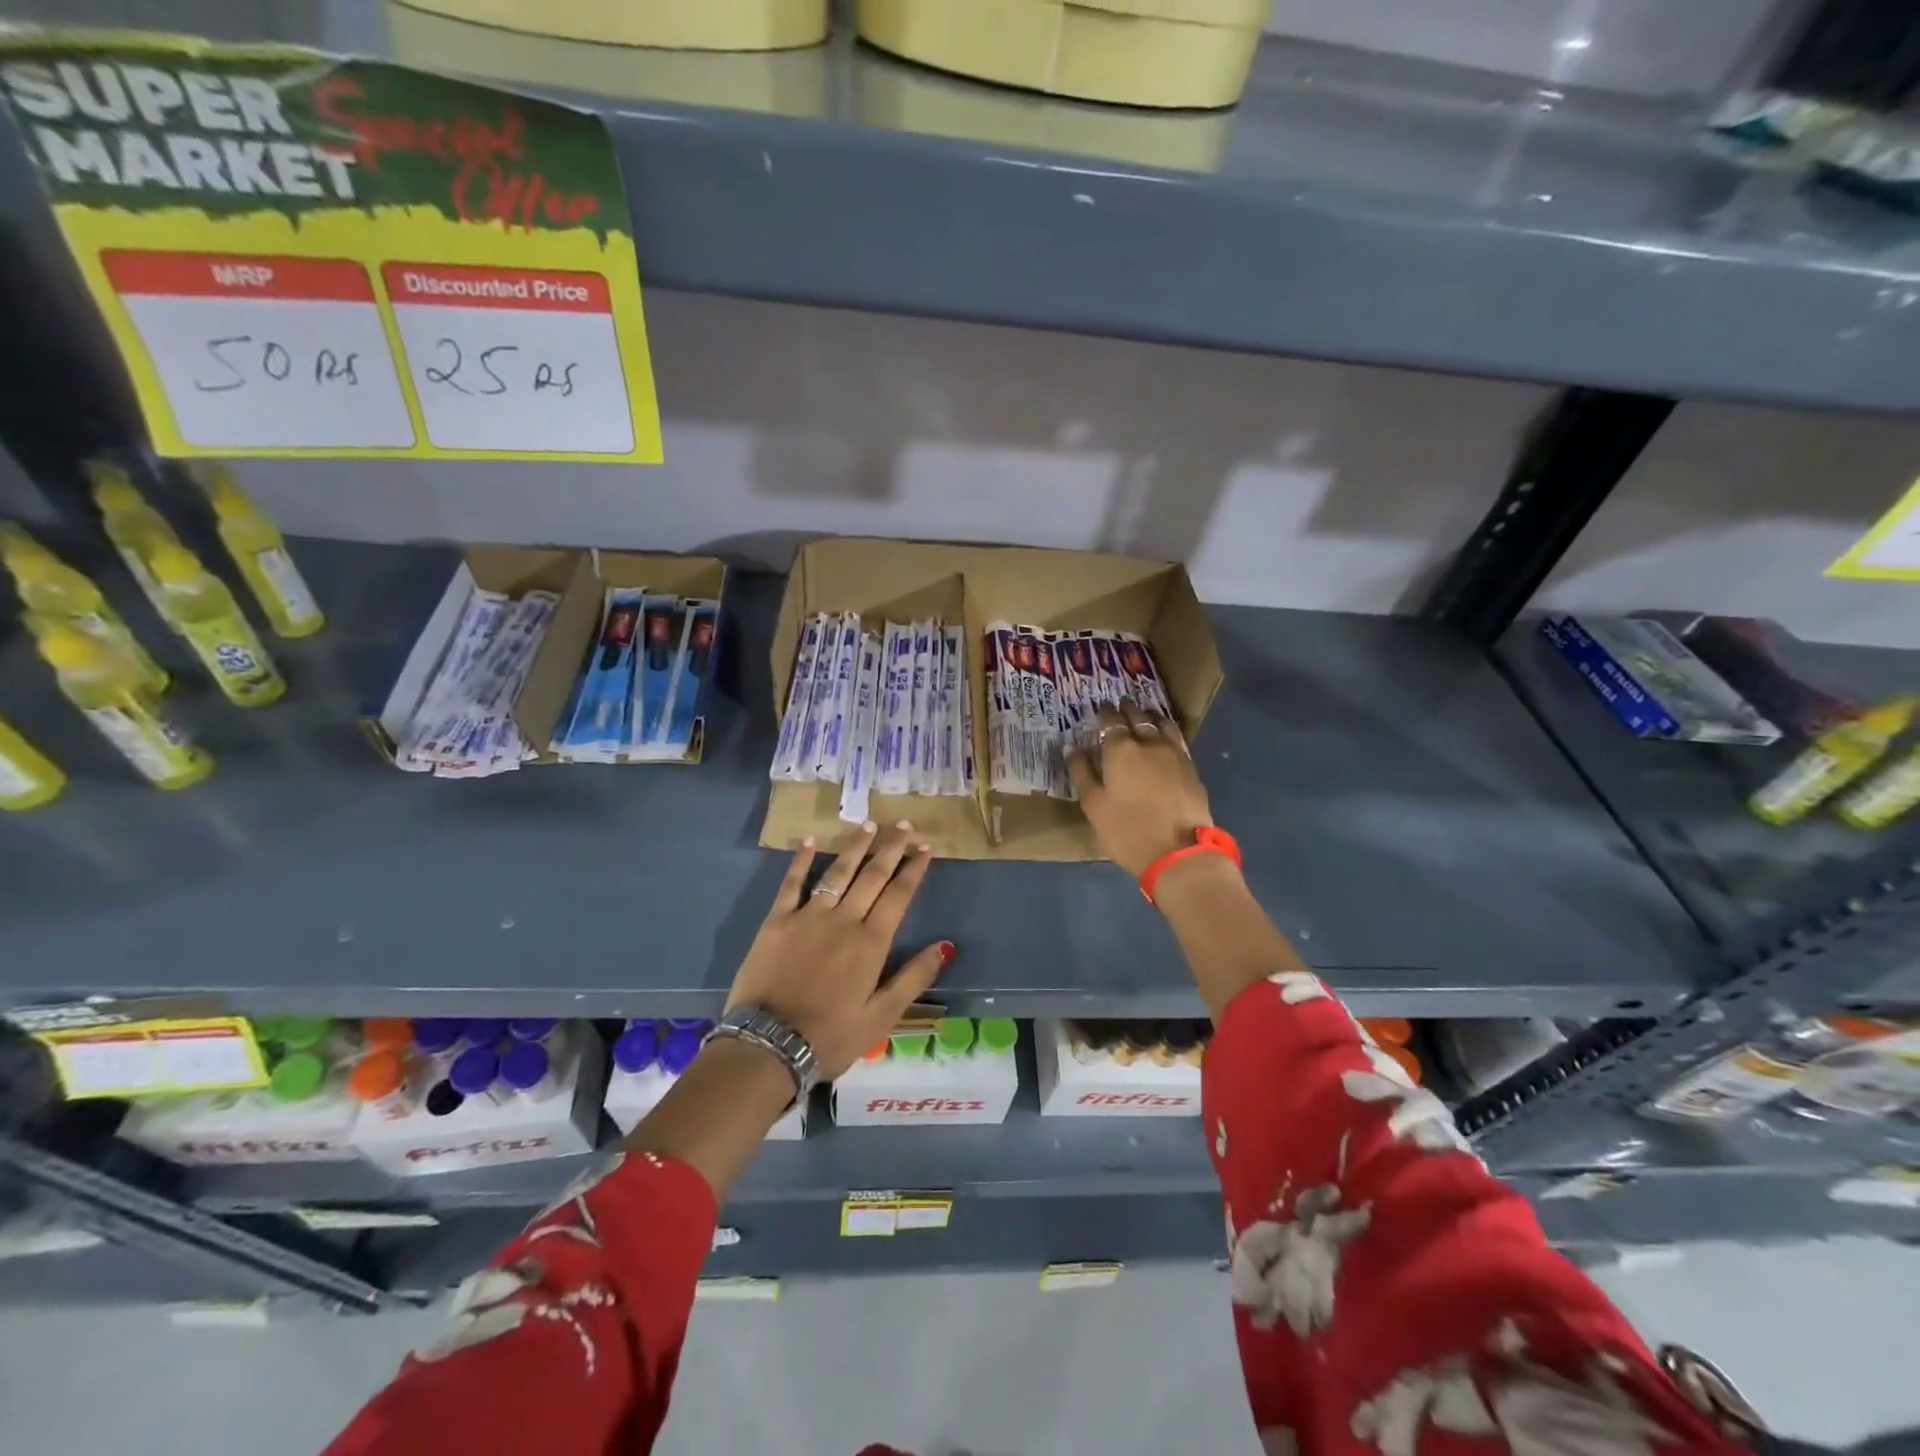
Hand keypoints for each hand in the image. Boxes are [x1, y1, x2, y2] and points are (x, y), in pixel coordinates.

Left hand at [725, 820, 953, 1078]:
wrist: (769, 1045)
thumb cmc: (831, 1036)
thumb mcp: (882, 1016)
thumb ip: (914, 977)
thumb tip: (945, 945)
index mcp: (871, 942)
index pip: (898, 895)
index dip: (914, 868)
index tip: (926, 846)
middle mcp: (844, 920)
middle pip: (872, 876)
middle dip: (891, 848)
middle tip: (904, 824)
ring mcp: (808, 916)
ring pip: (838, 872)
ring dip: (855, 846)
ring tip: (869, 824)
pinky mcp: (777, 921)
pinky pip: (792, 883)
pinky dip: (801, 860)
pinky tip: (809, 840)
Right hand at [1067, 701, 1212, 876]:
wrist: (1178, 852)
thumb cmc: (1127, 830)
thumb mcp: (1094, 805)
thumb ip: (1083, 773)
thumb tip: (1072, 748)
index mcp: (1121, 750)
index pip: (1111, 721)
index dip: (1105, 714)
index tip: (1101, 710)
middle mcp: (1149, 743)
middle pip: (1138, 717)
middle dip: (1128, 709)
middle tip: (1122, 705)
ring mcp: (1174, 753)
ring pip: (1162, 724)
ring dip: (1150, 716)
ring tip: (1145, 715)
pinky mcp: (1191, 768)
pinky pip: (1177, 739)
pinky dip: (1167, 731)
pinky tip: (1164, 737)